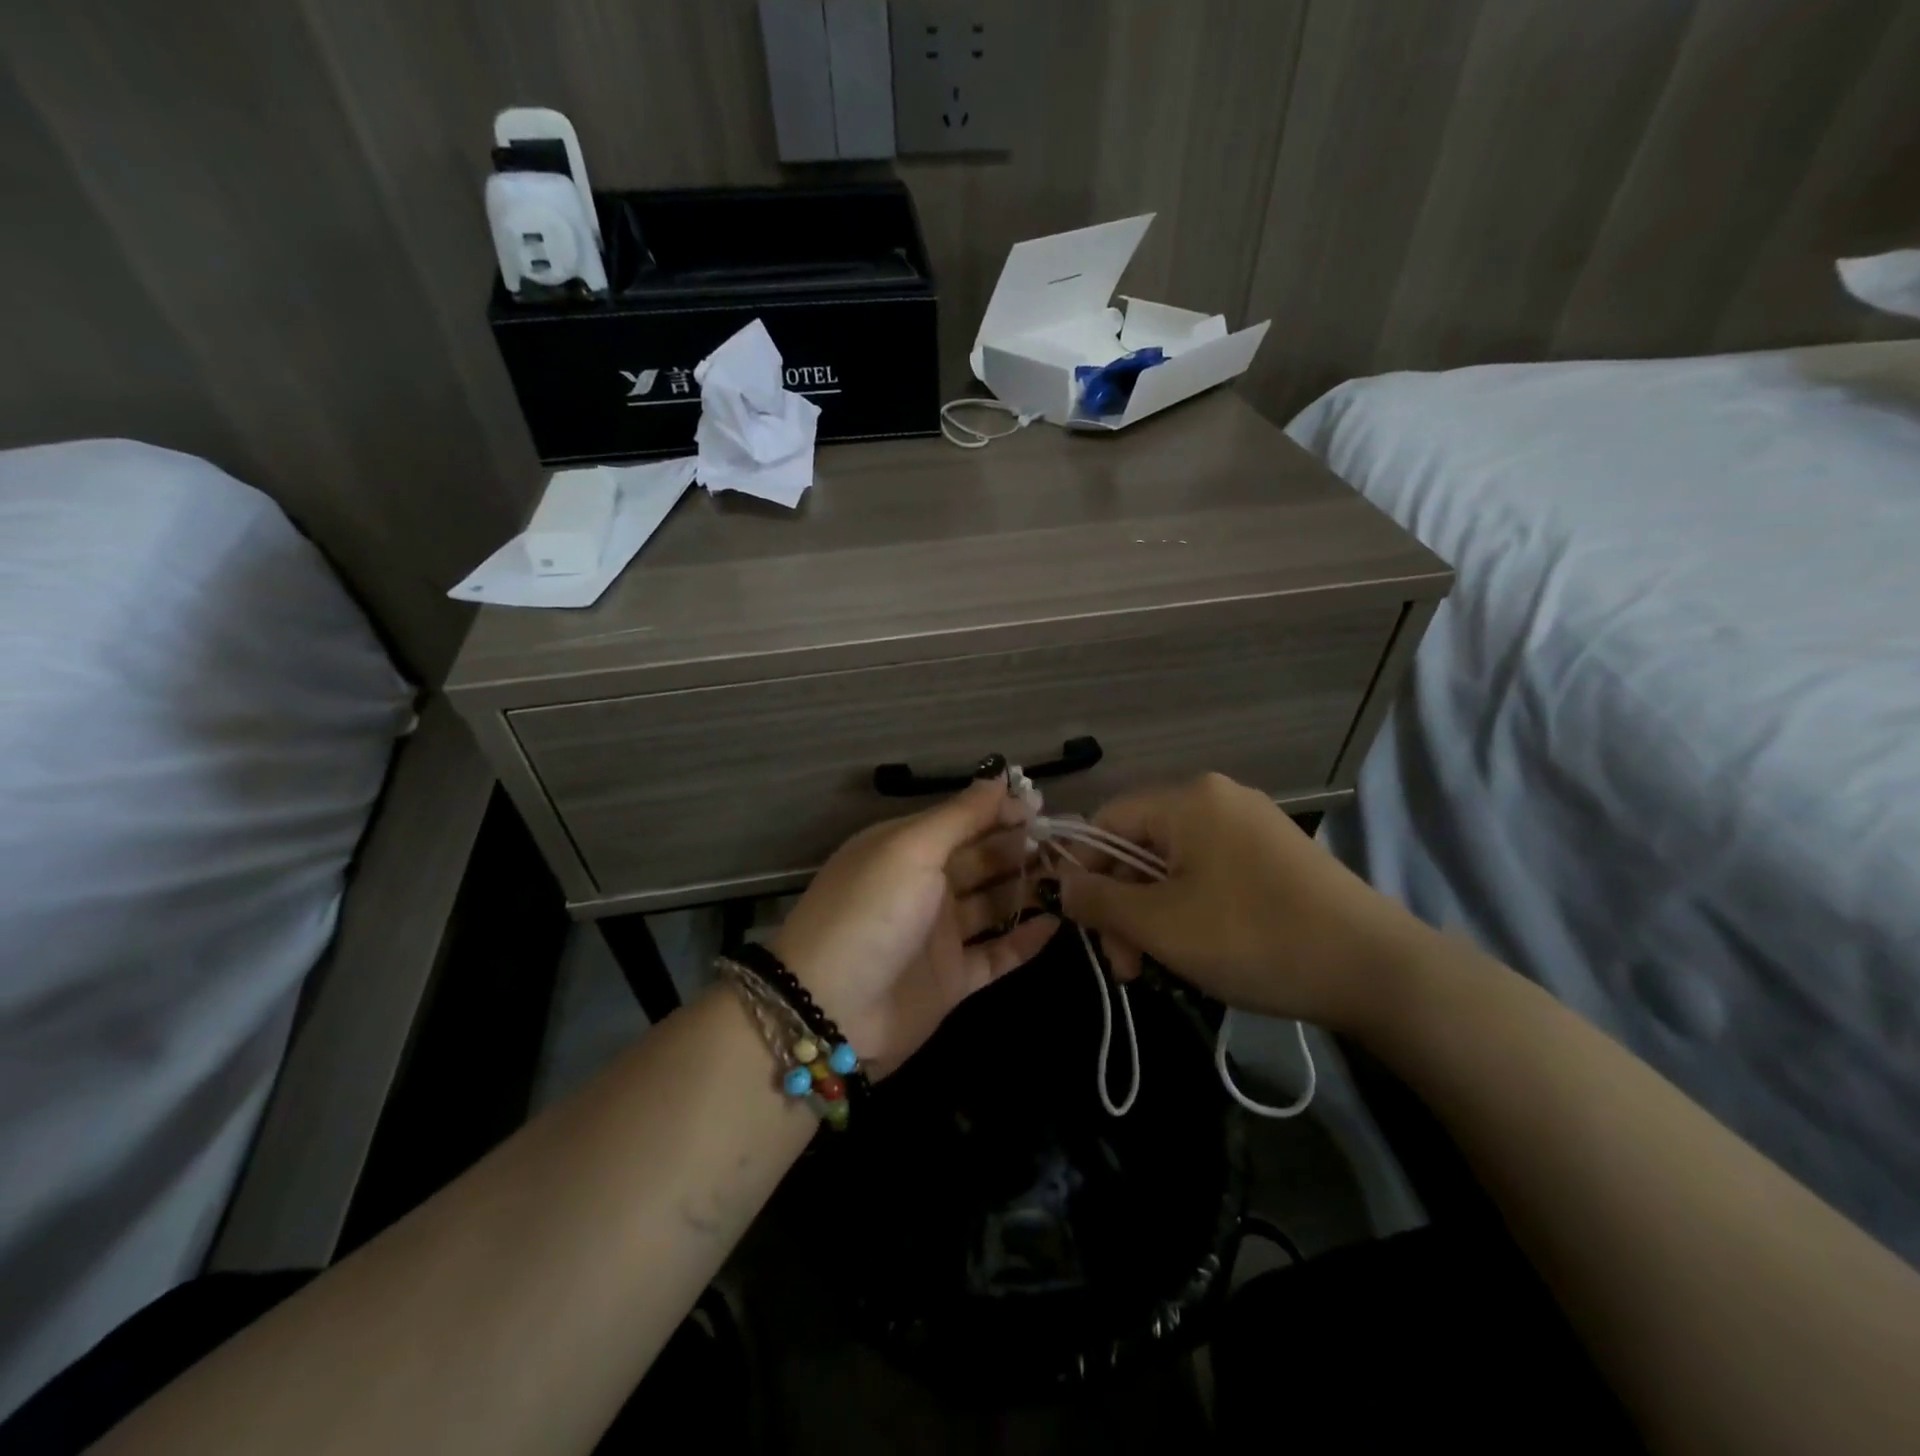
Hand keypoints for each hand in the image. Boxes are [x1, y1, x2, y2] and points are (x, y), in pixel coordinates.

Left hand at [772, 778, 1058, 1075]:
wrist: (831, 1011)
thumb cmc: (871, 913)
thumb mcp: (910, 849)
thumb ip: (959, 815)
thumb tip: (999, 777)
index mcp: (908, 848)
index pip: (963, 820)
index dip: (1002, 812)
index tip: (1045, 808)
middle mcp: (924, 886)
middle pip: (983, 860)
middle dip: (1023, 849)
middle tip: (1070, 844)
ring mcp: (938, 934)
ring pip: (994, 904)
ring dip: (1029, 890)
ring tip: (1075, 879)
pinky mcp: (952, 979)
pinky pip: (997, 954)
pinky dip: (1025, 940)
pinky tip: (1057, 924)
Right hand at [1055, 773, 1420, 1030]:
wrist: (1376, 969)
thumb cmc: (1254, 937)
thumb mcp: (1161, 925)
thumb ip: (1099, 900)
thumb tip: (1061, 882)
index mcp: (1187, 799)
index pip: (1107, 821)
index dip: (1083, 871)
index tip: (1085, 928)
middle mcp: (1218, 798)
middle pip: (1141, 846)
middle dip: (1123, 906)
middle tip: (1126, 967)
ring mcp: (1252, 824)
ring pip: (1174, 865)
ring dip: (1154, 915)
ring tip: (1159, 968)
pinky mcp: (1275, 854)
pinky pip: (1210, 872)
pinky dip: (1191, 909)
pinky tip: (1199, 950)